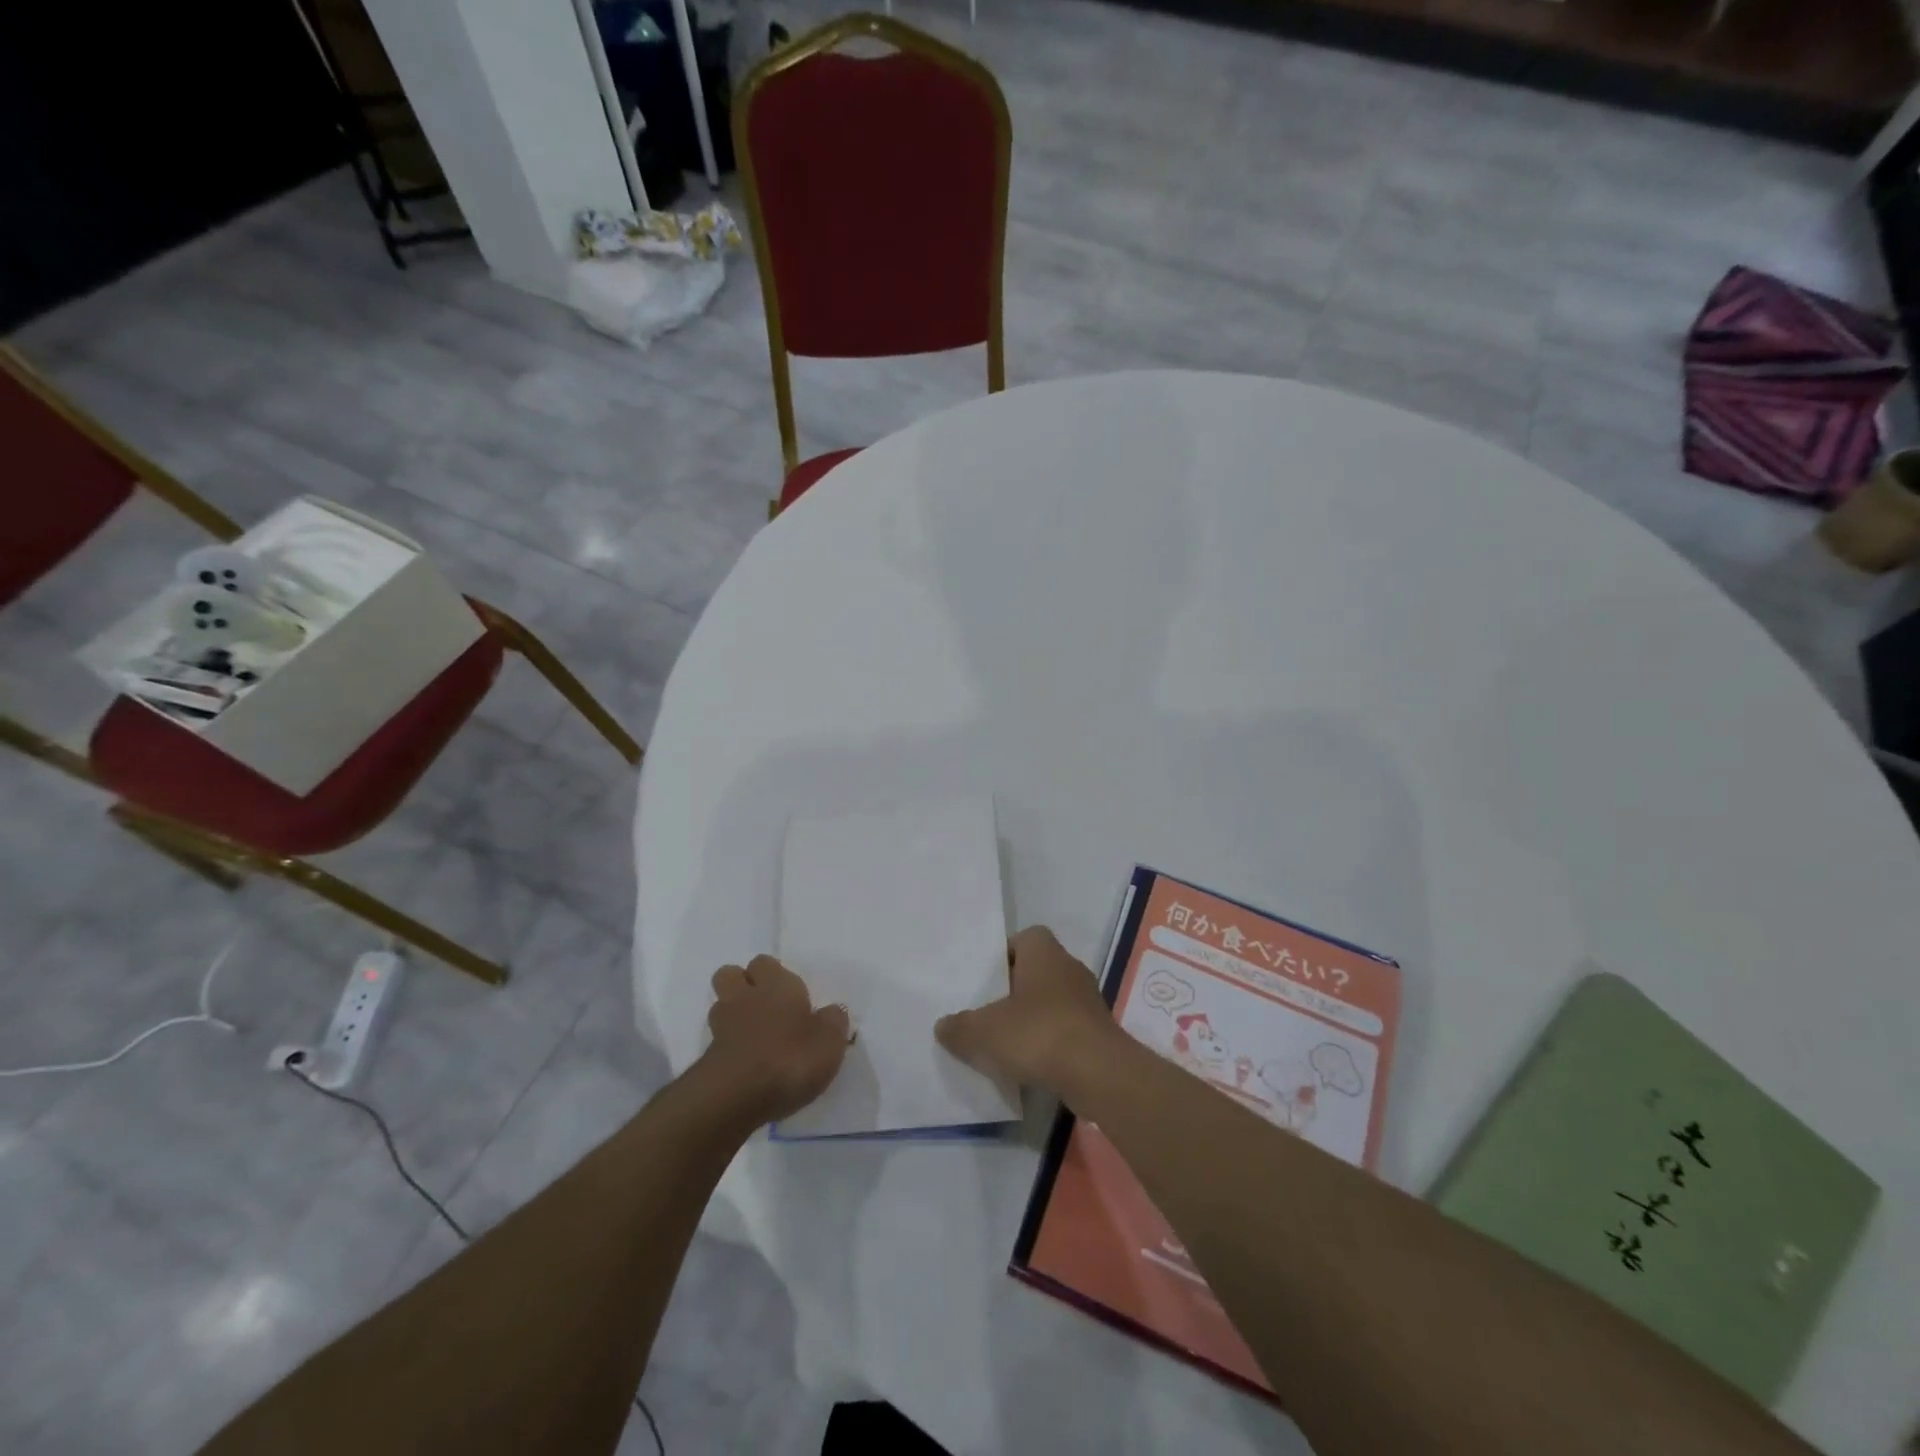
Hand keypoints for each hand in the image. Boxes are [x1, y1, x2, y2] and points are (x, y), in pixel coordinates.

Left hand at [700, 956, 851, 1124]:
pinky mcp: (708, 1056)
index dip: (774, 975)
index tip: (791, 996)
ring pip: (722, 1005)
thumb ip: (833, 1021)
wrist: (735, 1097)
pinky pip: (718, 1039)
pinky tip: (747, 1063)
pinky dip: (729, 1045)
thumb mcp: (830, 1042)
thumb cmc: (790, 1058)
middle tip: (766, 1006)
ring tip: (755, 1035)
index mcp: (777, 984)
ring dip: (734, 1014)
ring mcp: (721, 1025)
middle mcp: (746, 996)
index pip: (766, 963)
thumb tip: (832, 1011)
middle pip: (731, 974)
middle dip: (743, 985)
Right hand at [935, 926, 1115, 1090]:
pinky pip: (1066, 1030)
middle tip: (987, 1011)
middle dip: (1014, 989)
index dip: (1004, 954)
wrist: (1100, 1075)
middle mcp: (1070, 969)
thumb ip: (960, 1027)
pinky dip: (1050, 1043)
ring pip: (1053, 1002)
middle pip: (1037, 970)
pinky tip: (1031, 1065)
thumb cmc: (1039, 1034)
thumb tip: (943, 1026)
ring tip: (1005, 1043)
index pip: (1025, 937)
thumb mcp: (984, 1032)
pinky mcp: (1099, 1033)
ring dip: (1033, 1019)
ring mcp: (1089, 1002)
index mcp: (1045, 953)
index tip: (985, 979)